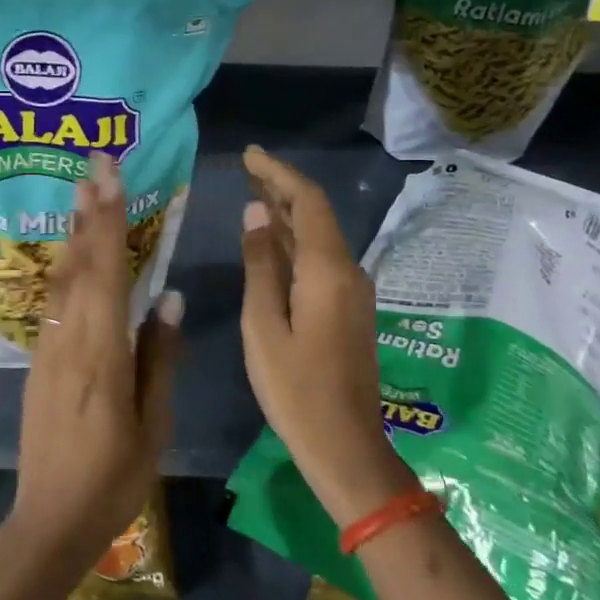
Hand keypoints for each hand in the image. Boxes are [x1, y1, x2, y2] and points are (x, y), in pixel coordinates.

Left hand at [10, 152, 182, 572]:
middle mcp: (68, 341)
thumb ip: (159, 359)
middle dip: (88, 212)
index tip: (110, 179)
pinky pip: (53, 303)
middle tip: (93, 167)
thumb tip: (169, 299)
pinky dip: (64, 269)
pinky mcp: (38, 362)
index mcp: (101, 355)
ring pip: (60, 281)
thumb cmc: (113, 479)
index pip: (105, 274)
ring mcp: (47, 350)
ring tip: (81, 195)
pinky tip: (71, 256)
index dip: (108, 223)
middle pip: (77, 266)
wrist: (50, 519)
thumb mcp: (153, 426)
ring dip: (72, 235)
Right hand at [238, 145, 416, 526]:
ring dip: (288, 213)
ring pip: (320, 237)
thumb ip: (260, 265)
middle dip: (283, 187)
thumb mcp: (263, 325)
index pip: (308, 202)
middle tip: (247, 168)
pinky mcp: (349, 309)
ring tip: (253, 194)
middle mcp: (348, 272)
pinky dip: (295, 241)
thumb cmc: (295, 389)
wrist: (345, 445)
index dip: (279, 172)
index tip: (250, 154)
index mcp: (327, 271)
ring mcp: (352, 292)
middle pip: (317, 215)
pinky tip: (272, 241)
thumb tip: (257, 213)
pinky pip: (321, 260)